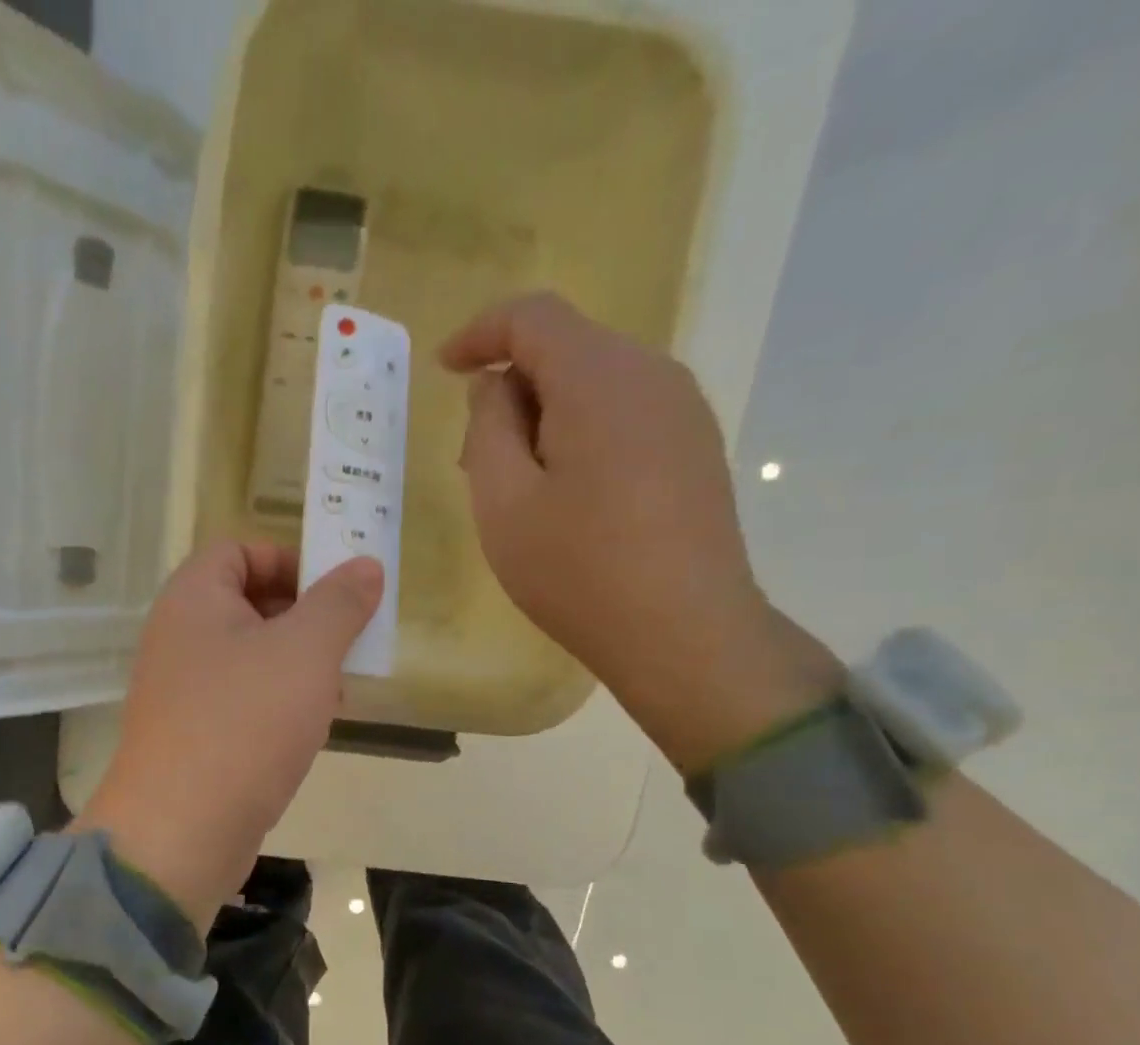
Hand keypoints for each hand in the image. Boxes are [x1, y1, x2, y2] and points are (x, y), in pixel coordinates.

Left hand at [78, 541, 382, 931]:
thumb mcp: (305, 651)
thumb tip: (365, 565)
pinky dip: (278, 705)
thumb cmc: (244, 722)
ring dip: (298, 666)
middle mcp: (179, 637)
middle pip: (248, 604)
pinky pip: (242, 701)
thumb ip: (339, 603)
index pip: (239, 551)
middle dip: (304, 619)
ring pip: (251, 658)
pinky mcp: (194, 736)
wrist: (181, 830)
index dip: (290, 561)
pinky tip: (311, 729)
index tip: (336, 593)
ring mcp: (182, 691)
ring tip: (338, 690)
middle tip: (347, 643)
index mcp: (193, 599)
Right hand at [440, 292, 817, 765]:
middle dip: (511, 389)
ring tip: (518, 487)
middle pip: (567, 349)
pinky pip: (626, 416)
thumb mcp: (504, 503)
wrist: (685, 633)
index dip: (480, 332)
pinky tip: (568, 498)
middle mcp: (651, 374)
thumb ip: (488, 428)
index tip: (444, 368)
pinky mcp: (696, 449)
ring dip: (546, 417)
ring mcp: (684, 412)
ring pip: (596, 385)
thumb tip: (496, 388)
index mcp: (599, 377)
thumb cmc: (579, 571)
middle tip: (473, 459)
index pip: (532, 316)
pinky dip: (583, 436)